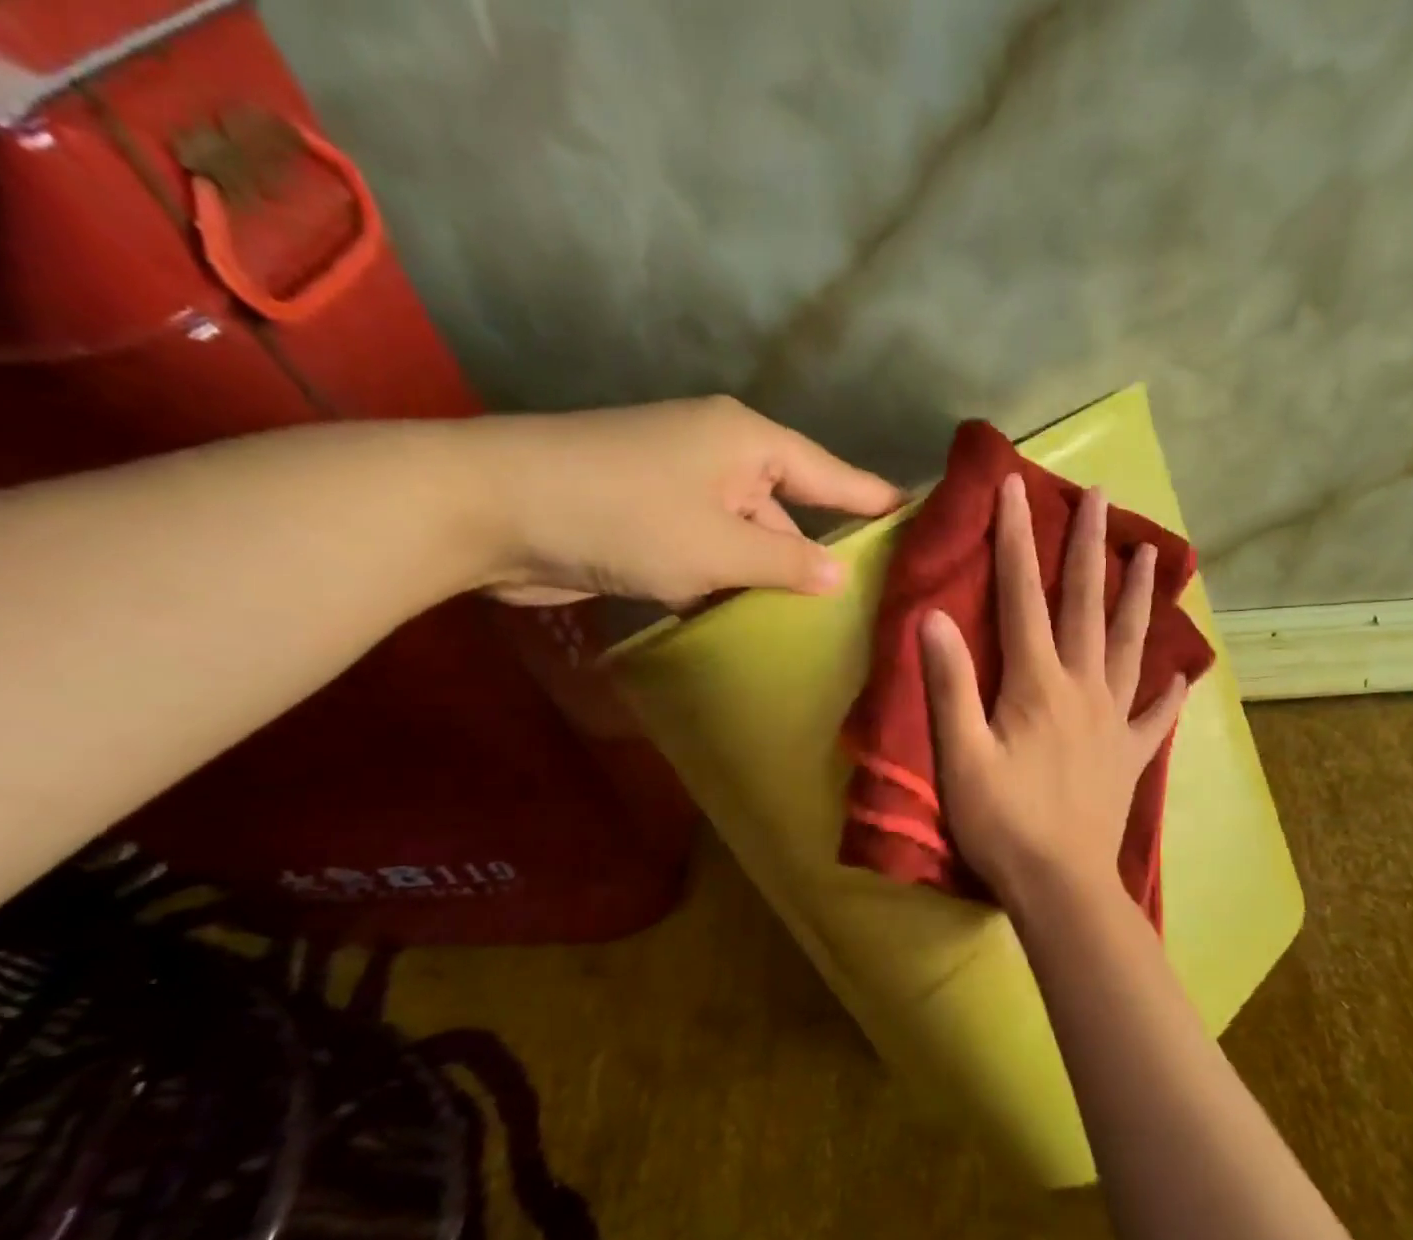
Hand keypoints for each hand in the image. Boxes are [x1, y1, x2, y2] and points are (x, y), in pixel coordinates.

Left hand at [468, 396, 900, 607]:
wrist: (491, 509)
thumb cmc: (622, 515)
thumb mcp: (718, 546)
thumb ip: (787, 562)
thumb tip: (840, 576)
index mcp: (749, 441)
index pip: (832, 474)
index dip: (876, 500)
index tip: (922, 520)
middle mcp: (722, 455)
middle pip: (791, 507)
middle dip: (822, 554)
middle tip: (872, 601)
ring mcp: (683, 487)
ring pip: (749, 535)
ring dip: (770, 576)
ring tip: (821, 625)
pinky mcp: (651, 519)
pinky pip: (712, 552)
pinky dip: (728, 583)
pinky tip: (752, 623)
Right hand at [920, 473, 1188, 905]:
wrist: (1061, 885)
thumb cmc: (1003, 822)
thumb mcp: (961, 755)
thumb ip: (949, 685)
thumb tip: (934, 616)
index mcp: (1038, 683)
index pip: (1022, 597)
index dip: (1016, 540)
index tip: (1017, 488)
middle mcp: (1083, 688)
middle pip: (1086, 605)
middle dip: (1089, 547)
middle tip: (1102, 497)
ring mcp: (1114, 720)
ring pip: (1129, 645)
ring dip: (1138, 597)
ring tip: (1151, 556)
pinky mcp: (1130, 755)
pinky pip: (1155, 716)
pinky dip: (1169, 692)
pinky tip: (1184, 674)